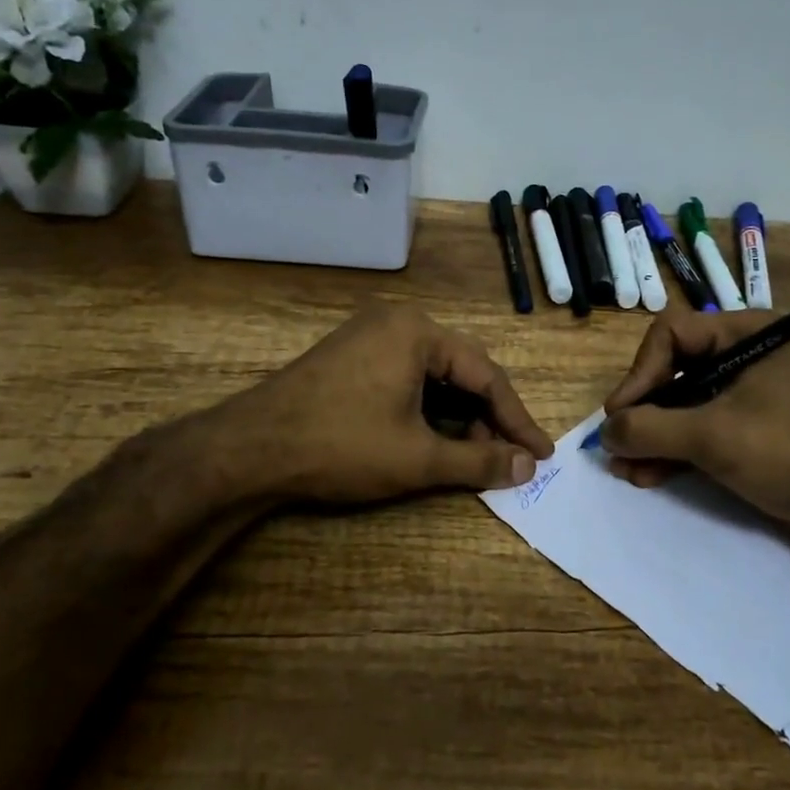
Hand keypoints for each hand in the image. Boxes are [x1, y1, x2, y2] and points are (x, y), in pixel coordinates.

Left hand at [206, 305, 554, 504]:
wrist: (248, 449)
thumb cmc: (340, 446)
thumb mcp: (417, 458)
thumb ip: (478, 461)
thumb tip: (526, 467)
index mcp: (418, 332)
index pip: (486, 375)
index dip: (517, 419)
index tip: (541, 454)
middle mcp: (397, 322)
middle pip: (461, 371)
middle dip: (488, 418)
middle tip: (508, 459)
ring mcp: (370, 337)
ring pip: (433, 377)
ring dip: (458, 417)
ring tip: (474, 456)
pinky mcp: (350, 357)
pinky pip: (406, 378)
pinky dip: (427, 410)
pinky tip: (435, 439)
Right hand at [600, 309, 789, 568]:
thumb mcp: (713, 436)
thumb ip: (650, 428)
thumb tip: (606, 432)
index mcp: (747, 334)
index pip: (672, 334)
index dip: (640, 372)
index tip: (621, 413)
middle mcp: (746, 356)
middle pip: (674, 370)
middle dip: (643, 411)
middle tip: (617, 444)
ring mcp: (750, 396)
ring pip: (684, 406)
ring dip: (652, 436)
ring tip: (624, 469)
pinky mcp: (752, 433)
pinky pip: (701, 432)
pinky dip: (674, 451)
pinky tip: (646, 477)